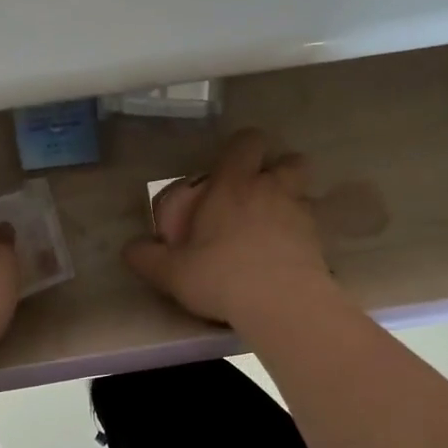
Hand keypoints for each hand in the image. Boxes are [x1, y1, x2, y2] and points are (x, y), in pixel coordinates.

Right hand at [123, 129, 334, 326]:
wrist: (282, 305)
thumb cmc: (221, 276)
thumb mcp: (172, 272)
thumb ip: (147, 258)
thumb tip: (129, 249)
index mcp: (234, 185)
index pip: (246, 142)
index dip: (241, 149)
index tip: (228, 168)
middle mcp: (271, 189)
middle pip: (289, 160)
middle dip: (277, 170)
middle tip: (257, 194)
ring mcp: (300, 213)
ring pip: (304, 191)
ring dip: (291, 200)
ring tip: (273, 224)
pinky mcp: (318, 241)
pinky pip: (311, 226)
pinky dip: (300, 233)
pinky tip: (286, 255)